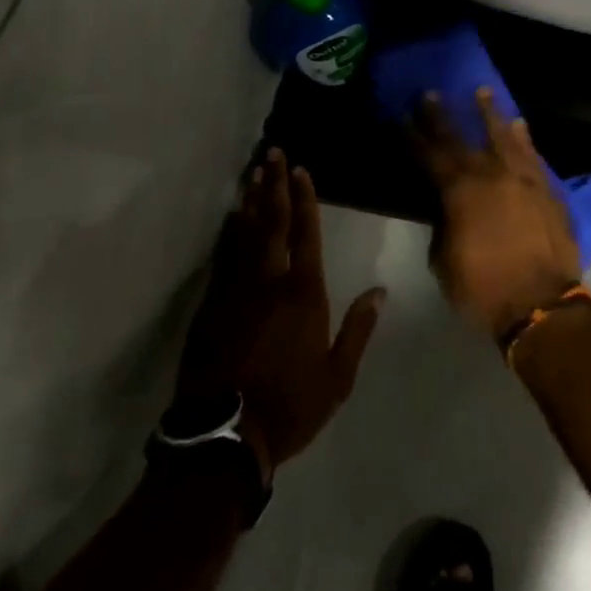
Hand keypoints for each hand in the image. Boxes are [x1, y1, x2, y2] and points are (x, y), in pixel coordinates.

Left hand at [175, 151, 385, 477]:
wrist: (223, 438)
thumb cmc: (289, 406)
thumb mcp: (337, 377)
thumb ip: (358, 330)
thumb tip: (379, 291)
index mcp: (304, 293)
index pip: (305, 233)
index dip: (305, 199)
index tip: (301, 169)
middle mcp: (270, 281)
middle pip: (273, 222)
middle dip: (275, 185)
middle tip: (273, 153)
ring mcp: (236, 290)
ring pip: (245, 233)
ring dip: (252, 200)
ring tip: (254, 172)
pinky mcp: (211, 305)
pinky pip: (224, 257)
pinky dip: (230, 232)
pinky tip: (232, 217)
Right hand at [412, 89, 583, 338]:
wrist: (542, 304)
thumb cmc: (484, 290)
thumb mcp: (445, 263)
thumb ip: (443, 227)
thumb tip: (447, 209)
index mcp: (458, 192)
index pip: (430, 156)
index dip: (414, 136)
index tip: (404, 116)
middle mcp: (488, 174)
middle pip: (460, 138)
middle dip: (442, 116)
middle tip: (431, 93)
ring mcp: (520, 177)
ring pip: (501, 136)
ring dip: (489, 113)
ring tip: (481, 91)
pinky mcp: (545, 187)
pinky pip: (531, 154)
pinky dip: (523, 137)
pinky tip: (518, 124)